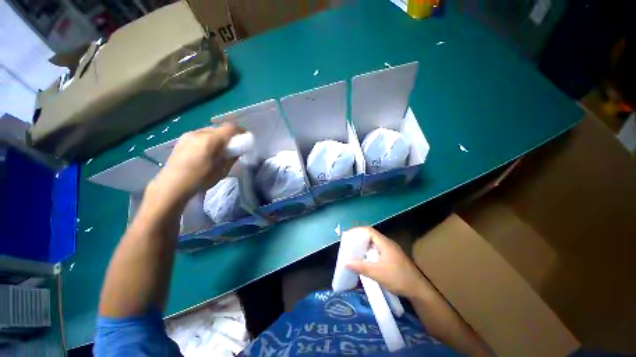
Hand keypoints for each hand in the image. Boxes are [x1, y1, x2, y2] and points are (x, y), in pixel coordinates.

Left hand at [149, 124, 243, 204]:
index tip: (245, 139)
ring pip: (207, 132)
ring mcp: (189, 135)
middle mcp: (200, 132)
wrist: (172, 186)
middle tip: (229, 148)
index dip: (240, 132)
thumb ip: (230, 158)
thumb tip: (237, 150)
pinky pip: (197, 137)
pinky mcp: (181, 140)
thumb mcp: (219, 172)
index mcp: (211, 139)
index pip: (231, 128)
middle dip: (226, 136)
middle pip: (218, 129)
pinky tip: (201, 154)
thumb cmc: (198, 181)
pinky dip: (203, 142)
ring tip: (213, 152)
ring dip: (214, 139)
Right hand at [346, 227, 431, 299]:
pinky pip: (378, 254)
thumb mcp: (377, 273)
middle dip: (358, 242)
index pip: (369, 231)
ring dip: (363, 250)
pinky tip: (363, 265)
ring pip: (374, 247)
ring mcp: (391, 253)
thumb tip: (345, 262)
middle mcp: (389, 245)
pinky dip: (369, 257)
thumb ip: (360, 267)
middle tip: (346, 249)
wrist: (415, 288)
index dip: (357, 232)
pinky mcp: (393, 261)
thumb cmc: (397, 278)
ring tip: (351, 257)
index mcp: (386, 244)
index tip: (346, 238)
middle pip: (371, 238)